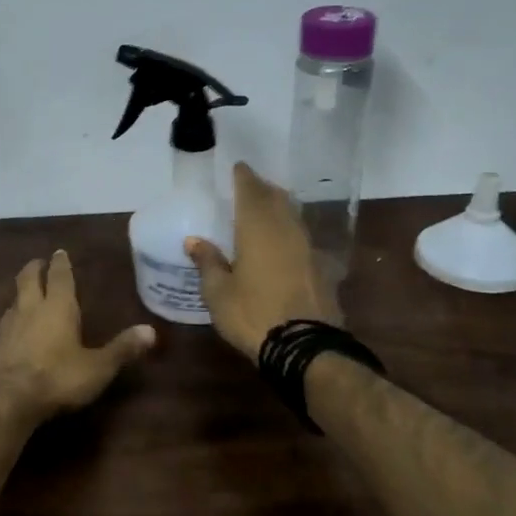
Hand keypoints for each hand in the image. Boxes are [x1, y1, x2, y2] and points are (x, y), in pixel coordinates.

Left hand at [0, 250, 155, 419]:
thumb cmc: (58, 378)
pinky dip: (12, 318)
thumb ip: (122, 348)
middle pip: (28, 280)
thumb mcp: (98, 367)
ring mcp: (9, 327)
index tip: (59, 252)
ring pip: (14, 300)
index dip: (60, 263)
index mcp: (58, 307)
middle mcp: (30, 309)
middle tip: (38, 262)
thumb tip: (151, 330)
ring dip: (21, 293)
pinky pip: (5, 323)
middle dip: (34, 268)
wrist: (9, 401)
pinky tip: (13, 328)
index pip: (59, 277)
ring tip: (26, 292)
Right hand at [185, 162, 342, 361]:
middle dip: (263, 189)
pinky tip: (283, 243)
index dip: (245, 177)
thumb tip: (194, 240)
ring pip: (293, 217)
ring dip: (279, 208)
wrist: (305, 348)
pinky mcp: (321, 270)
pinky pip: (302, 239)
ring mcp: (308, 250)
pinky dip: (290, 232)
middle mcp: (286, 231)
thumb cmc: (252, 314)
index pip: (251, 192)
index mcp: (258, 230)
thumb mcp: (218, 292)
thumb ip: (208, 262)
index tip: (238, 167)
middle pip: (277, 200)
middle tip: (250, 186)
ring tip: (265, 209)